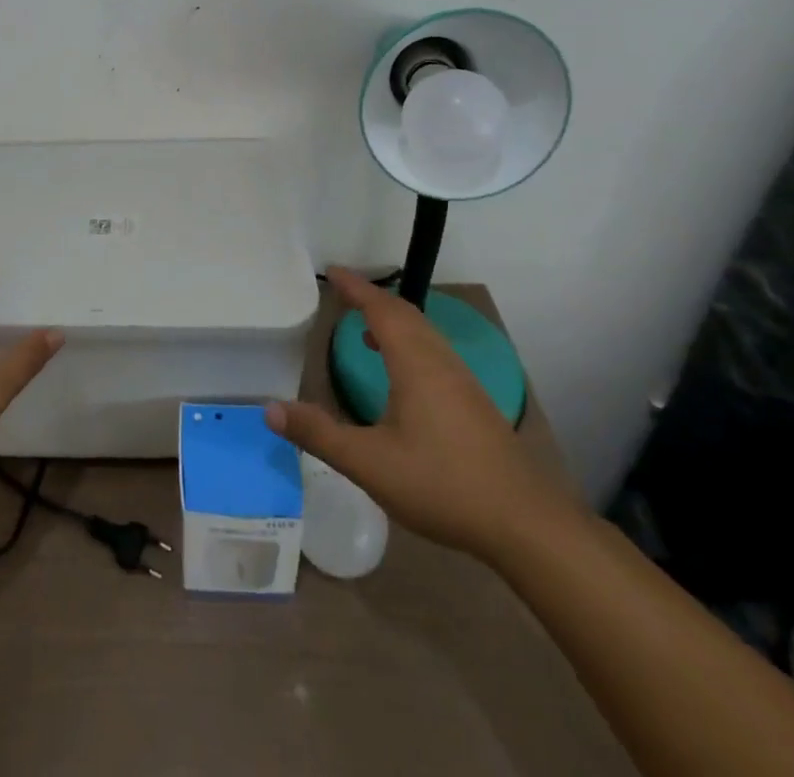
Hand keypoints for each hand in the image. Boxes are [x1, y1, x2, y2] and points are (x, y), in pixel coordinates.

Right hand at [266, 268, 576, 561]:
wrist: (523, 522)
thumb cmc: (441, 484)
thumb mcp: (369, 463)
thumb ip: (319, 434)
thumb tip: (270, 409)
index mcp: (414, 363)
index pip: (381, 309)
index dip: (356, 288)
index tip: (332, 271)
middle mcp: (439, 360)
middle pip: (405, 313)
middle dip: (373, 298)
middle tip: (343, 292)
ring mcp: (461, 380)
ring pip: (423, 332)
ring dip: (393, 319)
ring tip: (365, 329)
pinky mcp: (473, 401)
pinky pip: (434, 350)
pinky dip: (410, 341)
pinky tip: (401, 373)